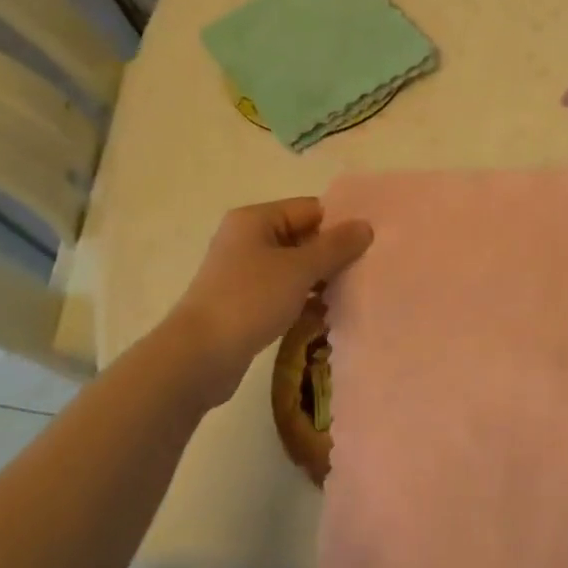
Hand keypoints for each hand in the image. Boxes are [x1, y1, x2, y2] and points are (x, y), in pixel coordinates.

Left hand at [164, 198, 371, 396]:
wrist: (197, 358)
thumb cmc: (249, 300)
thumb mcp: (300, 269)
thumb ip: (336, 247)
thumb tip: (365, 226)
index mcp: (256, 220)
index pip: (310, 209)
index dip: (339, 224)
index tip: (369, 244)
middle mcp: (247, 239)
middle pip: (302, 237)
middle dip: (332, 254)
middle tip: (365, 270)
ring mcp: (243, 273)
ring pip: (294, 267)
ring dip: (320, 280)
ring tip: (351, 294)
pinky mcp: (243, 303)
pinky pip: (283, 292)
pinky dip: (303, 300)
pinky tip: (326, 315)